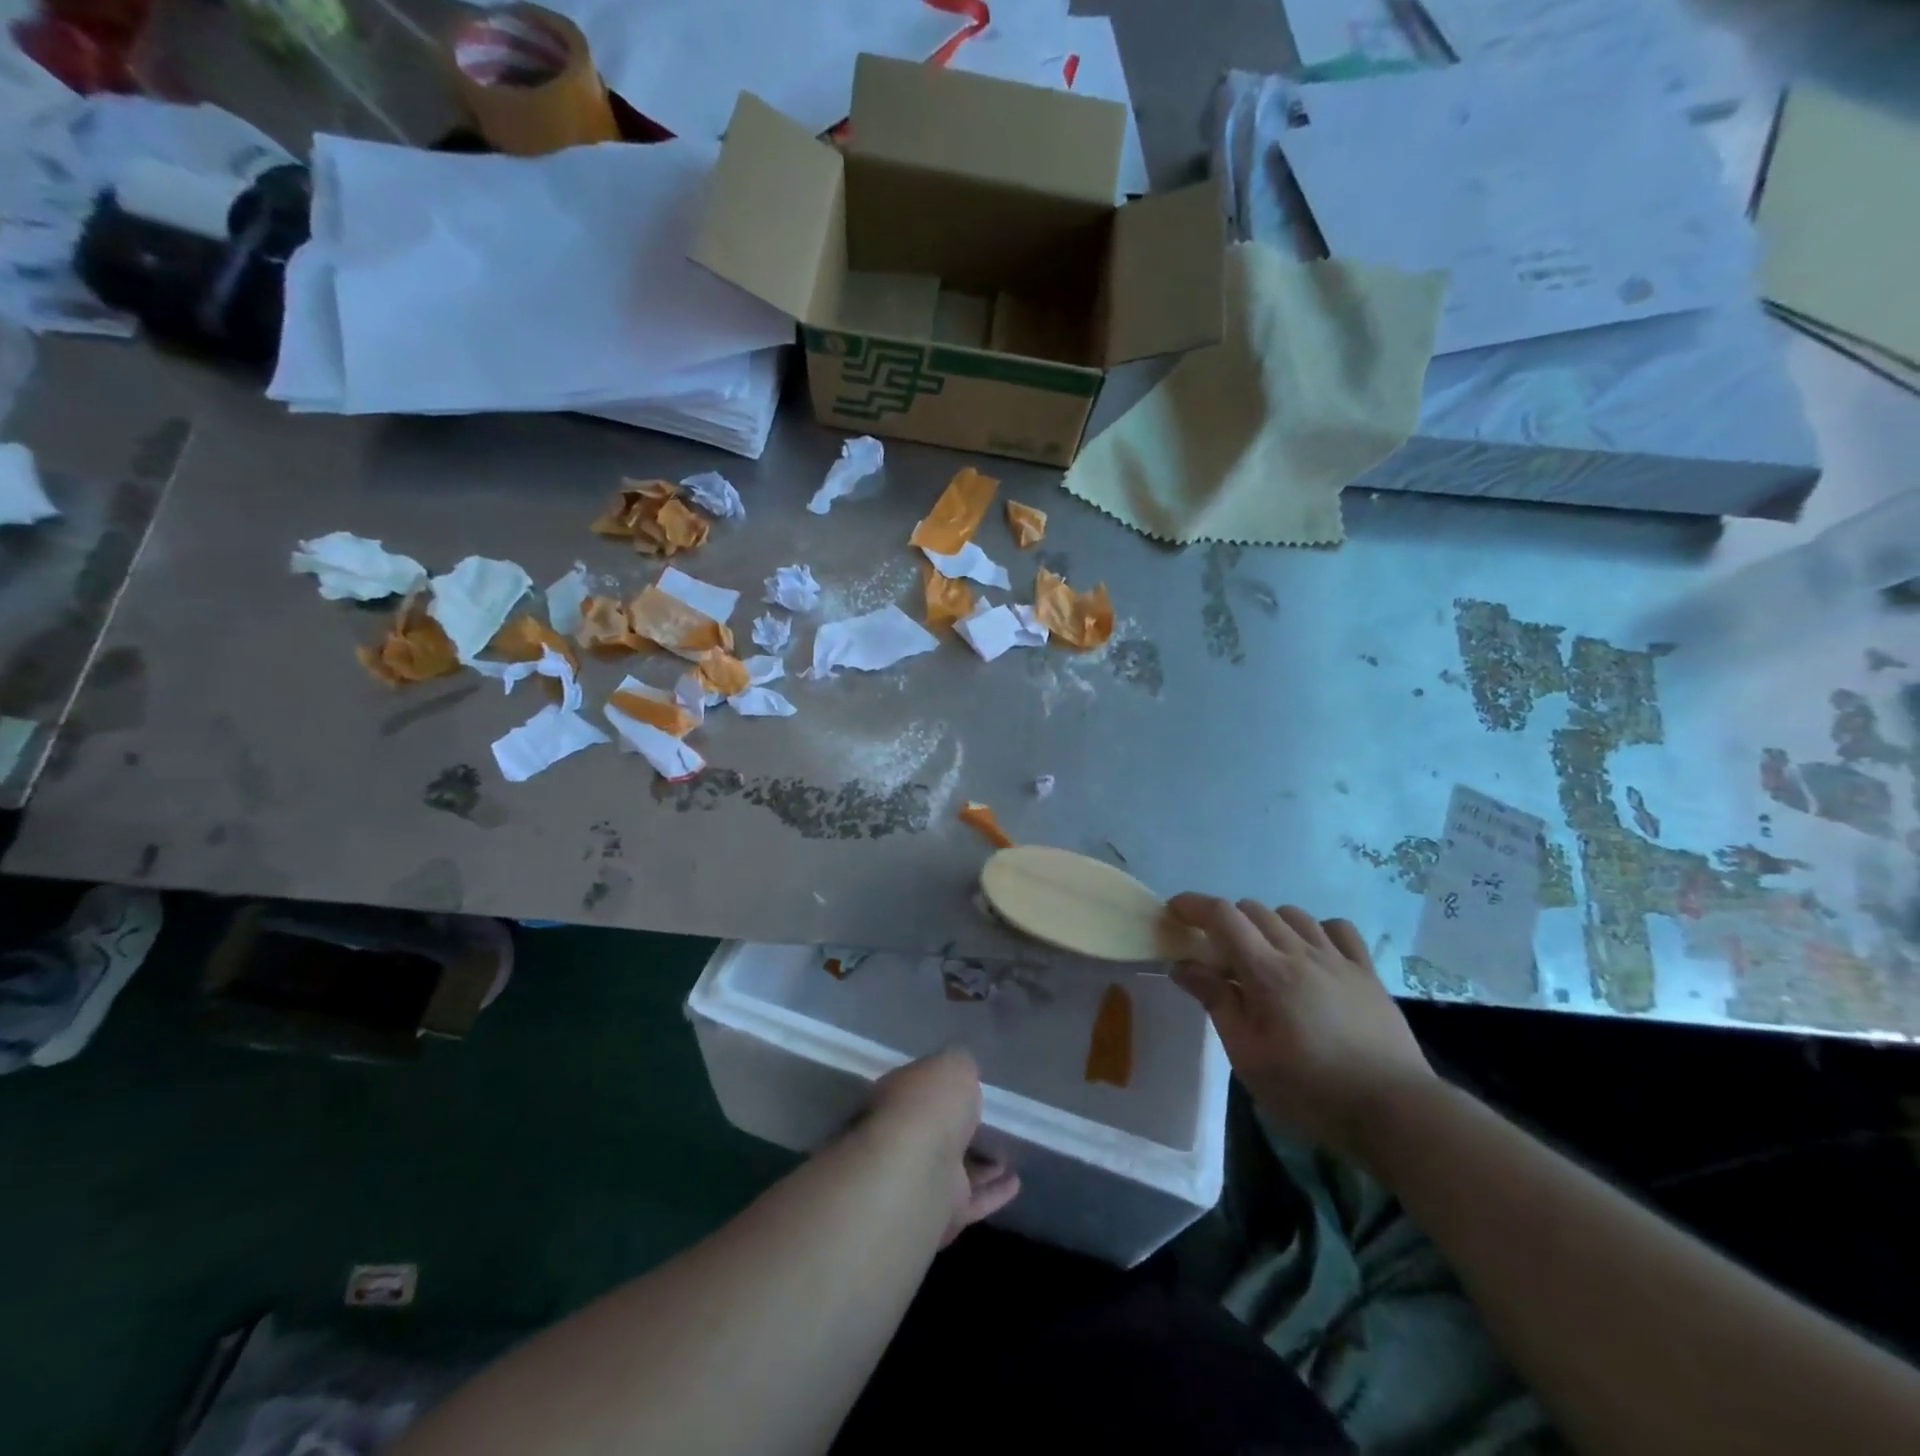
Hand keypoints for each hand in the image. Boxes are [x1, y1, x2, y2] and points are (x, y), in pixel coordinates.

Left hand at [866, 1050, 1019, 1245]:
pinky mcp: (940, 1213)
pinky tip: (1015, 1183)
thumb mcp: (952, 1066)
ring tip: (1008, 1154)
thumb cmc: (930, 1106)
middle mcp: (902, 1138)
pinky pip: (972, 1199)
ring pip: (954, 1168)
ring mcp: (919, 1179)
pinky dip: (993, 1192)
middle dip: (956, 1129)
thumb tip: (962, 1075)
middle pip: (933, 1131)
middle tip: (987, 1122)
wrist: (918, 1172)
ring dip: (980, 1163)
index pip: (917, 1089)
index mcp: (897, 1098)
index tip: (963, 1087)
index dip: (939, 1088)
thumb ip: (959, 1070)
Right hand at [1167, 896, 1437, 1162]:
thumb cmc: (1309, 1090)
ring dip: (1267, 924)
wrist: (1394, 1112)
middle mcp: (1301, 952)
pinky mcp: (1367, 972)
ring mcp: (1338, 959)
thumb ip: (1216, 1002)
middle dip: (1226, 920)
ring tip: (1262, 955)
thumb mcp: (1247, 1055)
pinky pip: (1337, 929)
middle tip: (1216, 954)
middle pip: (1254, 910)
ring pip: (1293, 914)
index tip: (1174, 911)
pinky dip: (1314, 930)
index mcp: (1266, 971)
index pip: (1222, 915)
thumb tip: (1183, 965)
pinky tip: (1310, 953)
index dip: (1193, 905)